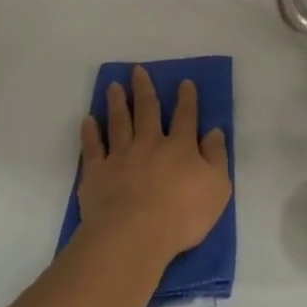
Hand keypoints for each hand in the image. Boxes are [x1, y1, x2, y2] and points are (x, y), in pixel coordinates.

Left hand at [78, 66, 231, 275]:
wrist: (134, 235)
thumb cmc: (183, 215)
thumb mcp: (218, 188)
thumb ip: (217, 157)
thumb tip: (215, 131)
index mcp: (180, 147)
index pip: (185, 116)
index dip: (186, 99)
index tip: (184, 82)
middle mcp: (149, 144)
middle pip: (147, 110)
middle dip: (144, 89)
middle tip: (138, 70)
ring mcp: (120, 156)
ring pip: (119, 122)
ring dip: (117, 102)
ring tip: (113, 85)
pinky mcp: (96, 172)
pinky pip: (92, 147)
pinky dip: (90, 132)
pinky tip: (88, 120)